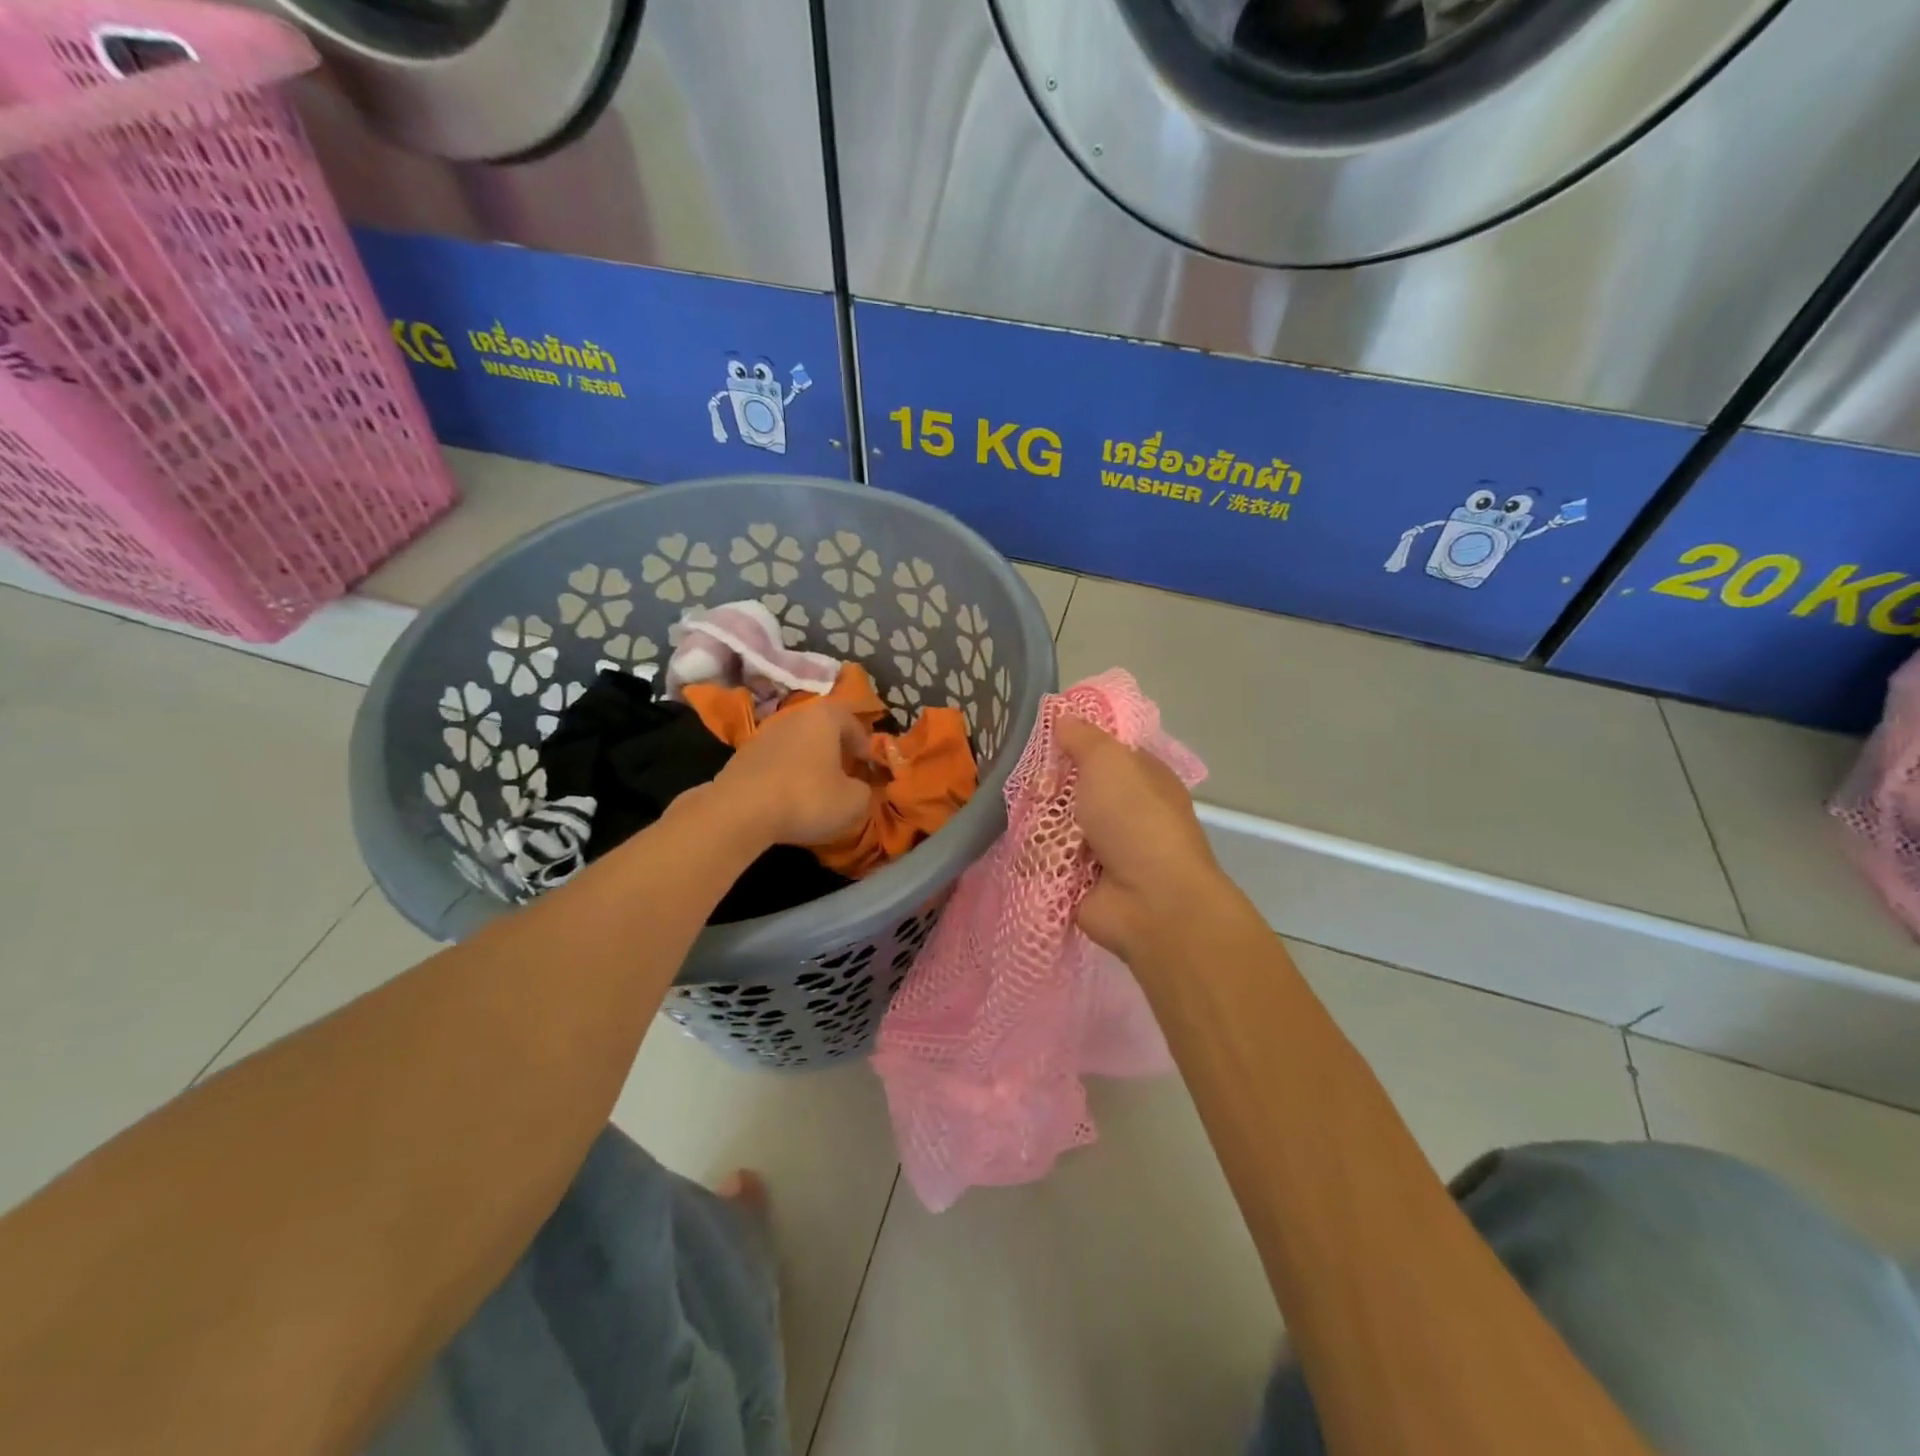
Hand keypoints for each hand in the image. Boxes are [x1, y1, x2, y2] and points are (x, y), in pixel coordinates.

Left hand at [710, 701, 872, 847]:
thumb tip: (859, 788)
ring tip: (818, 787)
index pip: (853, 722)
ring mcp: (764, 733)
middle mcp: (794, 715)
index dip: (865, 745)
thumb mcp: (853, 801)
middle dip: (837, 749)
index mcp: (824, 716)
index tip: (870, 766)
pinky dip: (787, 772)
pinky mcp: (742, 756)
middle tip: (847, 773)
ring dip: (810, 761)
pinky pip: (776, 760)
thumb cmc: (807, 798)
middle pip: (823, 728)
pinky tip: (790, 796)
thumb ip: (865, 790)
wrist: (740, 812)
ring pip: (798, 743)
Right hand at [1056, 715, 1229, 962]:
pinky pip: (1044, 860)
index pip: (1099, 751)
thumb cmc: (1136, 820)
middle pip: (1069, 788)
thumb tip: (1063, 715)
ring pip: (1052, 824)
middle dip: (1046, 788)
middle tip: (1034, 789)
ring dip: (1039, 826)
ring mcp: (1099, 848)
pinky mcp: (1077, 880)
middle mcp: (1121, 811)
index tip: (1042, 739)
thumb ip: (1083, 736)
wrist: (1150, 901)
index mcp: (1139, 777)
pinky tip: (1031, 856)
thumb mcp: (1110, 762)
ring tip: (1032, 827)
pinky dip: (1036, 859)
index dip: (1071, 743)